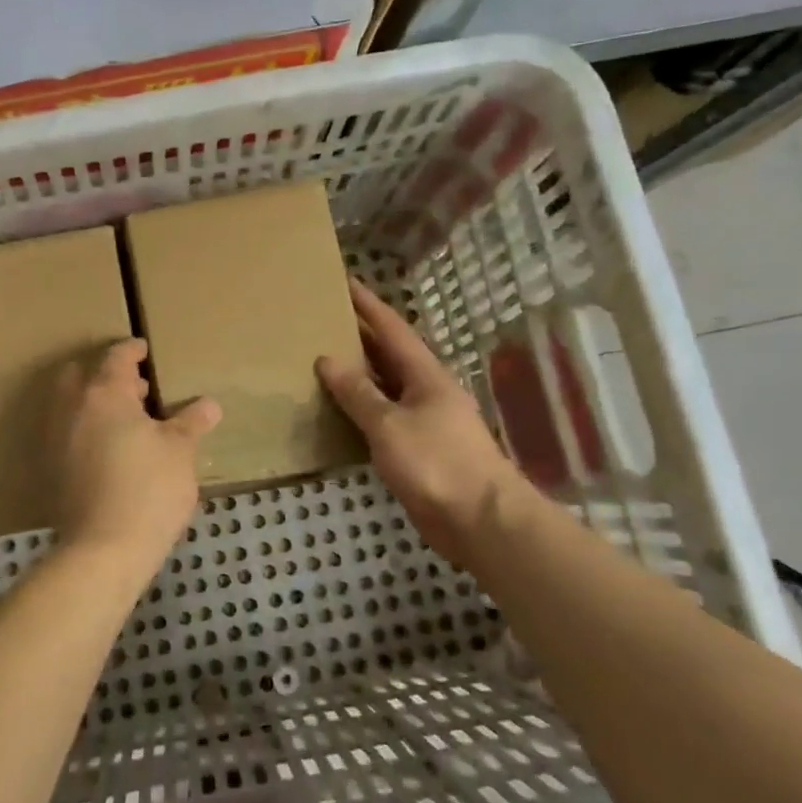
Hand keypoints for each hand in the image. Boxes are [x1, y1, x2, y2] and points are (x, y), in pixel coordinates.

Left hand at [52, 339, 219, 576]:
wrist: (103, 549)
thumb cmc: (148, 489)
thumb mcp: (180, 452)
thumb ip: (190, 423)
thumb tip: (209, 405)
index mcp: (105, 393)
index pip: (116, 357)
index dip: (132, 350)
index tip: (144, 349)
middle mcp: (72, 407)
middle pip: (80, 374)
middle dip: (104, 373)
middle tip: (136, 387)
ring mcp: (55, 437)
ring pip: (69, 403)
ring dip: (91, 400)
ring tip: (126, 419)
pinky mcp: (50, 466)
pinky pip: (64, 431)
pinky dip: (82, 427)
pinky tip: (108, 448)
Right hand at [316, 281, 532, 567]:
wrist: (480, 520)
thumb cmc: (436, 463)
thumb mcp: (389, 424)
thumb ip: (358, 393)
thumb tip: (328, 360)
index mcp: (425, 375)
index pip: (392, 329)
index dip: (367, 305)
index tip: (344, 281)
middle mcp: (426, 391)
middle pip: (388, 355)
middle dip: (359, 335)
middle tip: (323, 319)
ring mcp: (424, 421)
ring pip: (384, 387)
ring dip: (357, 373)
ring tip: (321, 360)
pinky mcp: (418, 450)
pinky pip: (382, 419)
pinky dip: (360, 410)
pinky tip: (337, 412)